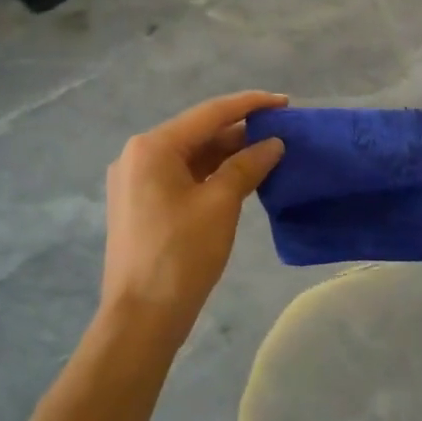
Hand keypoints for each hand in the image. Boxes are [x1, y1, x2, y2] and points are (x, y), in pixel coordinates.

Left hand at [101, 91, 286, 347]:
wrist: (141, 318)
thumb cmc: (181, 254)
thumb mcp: (220, 204)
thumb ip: (247, 165)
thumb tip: (273, 143)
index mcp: (152, 147)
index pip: (210, 114)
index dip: (250, 105)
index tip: (285, 102)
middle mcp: (138, 156)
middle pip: (198, 133)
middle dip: (240, 132)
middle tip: (282, 132)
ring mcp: (136, 182)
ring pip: (191, 156)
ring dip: (228, 154)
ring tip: (269, 153)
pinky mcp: (141, 205)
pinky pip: (182, 177)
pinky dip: (212, 174)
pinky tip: (241, 178)